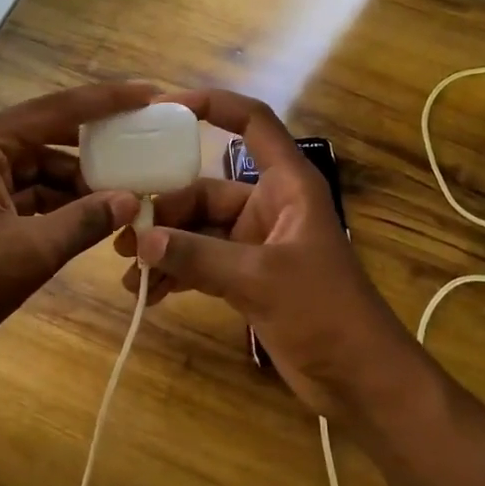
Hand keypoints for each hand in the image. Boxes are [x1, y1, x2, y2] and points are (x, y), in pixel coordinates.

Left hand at [0, 81, 150, 382]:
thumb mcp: (31, 252)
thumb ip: (85, 221)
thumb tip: (132, 200)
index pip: (57, 110)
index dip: (107, 101)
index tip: (149, 92)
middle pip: (49, 133)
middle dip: (96, 144)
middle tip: (144, 139)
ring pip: (40, 165)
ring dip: (79, 180)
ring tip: (127, 188)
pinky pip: (27, 189)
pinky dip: (58, 200)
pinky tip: (93, 212)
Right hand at [113, 89, 419, 422]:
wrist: (361, 380)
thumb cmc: (325, 313)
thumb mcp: (259, 279)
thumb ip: (198, 257)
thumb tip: (140, 241)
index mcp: (287, 185)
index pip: (252, 123)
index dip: (212, 105)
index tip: (163, 109)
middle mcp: (270, 205)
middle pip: (207, 188)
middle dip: (165, 210)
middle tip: (123, 234)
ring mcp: (257, 242)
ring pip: (200, 229)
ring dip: (165, 246)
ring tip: (127, 270)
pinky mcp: (249, 276)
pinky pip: (203, 262)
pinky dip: (177, 273)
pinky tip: (148, 294)